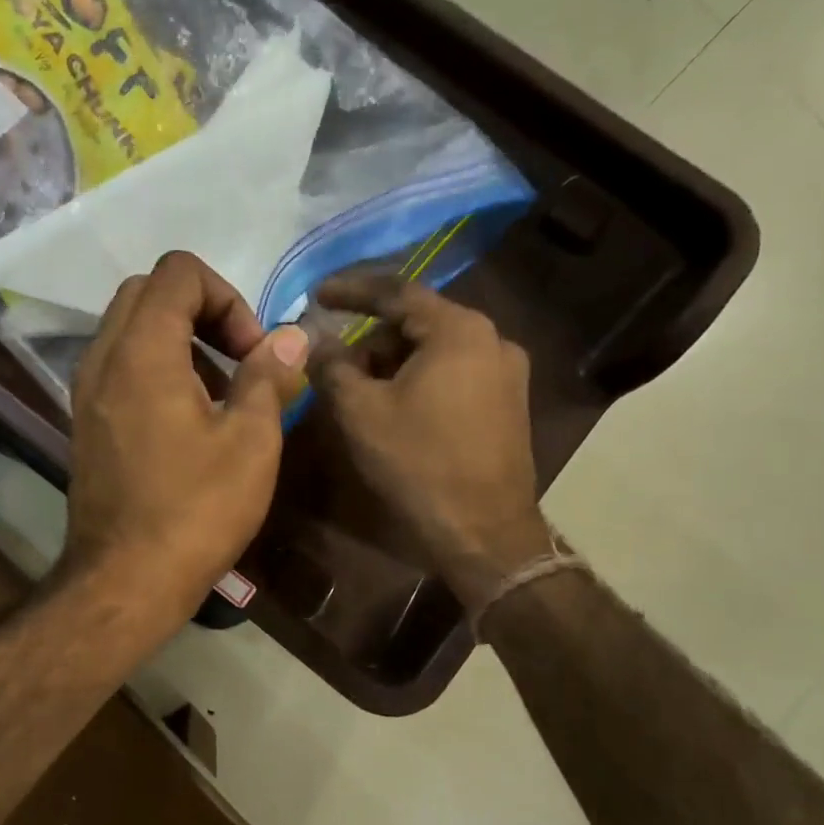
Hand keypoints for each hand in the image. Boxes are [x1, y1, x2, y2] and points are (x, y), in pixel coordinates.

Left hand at [60, 252, 308, 629]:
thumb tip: (292, 337)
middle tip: (238, 360)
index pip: (177, 271)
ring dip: (179, 340)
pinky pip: (119, 366)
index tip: (251, 351)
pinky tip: (188, 419)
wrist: (125, 581)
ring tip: (220, 394)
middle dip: (201, 311)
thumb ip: (269, 377)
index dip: (226, 296)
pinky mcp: (86, 422)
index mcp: (142, 351)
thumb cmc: (195, 511)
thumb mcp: (251, 442)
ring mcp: (86, 392)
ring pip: (130, 329)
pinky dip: (156, 368)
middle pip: (147, 292)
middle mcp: (102, 359)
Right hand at [310, 274, 551, 609]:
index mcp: (459, 330)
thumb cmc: (418, 463)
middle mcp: (492, 340)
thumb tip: (315, 341)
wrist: (484, 533)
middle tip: (334, 365)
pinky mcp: (508, 404)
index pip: (396, 292)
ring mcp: (507, 373)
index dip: (350, 291)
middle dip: (371, 340)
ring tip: (359, 394)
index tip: (316, 294)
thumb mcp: (360, 411)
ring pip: (435, 351)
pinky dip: (418, 381)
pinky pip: (453, 374)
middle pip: (416, 323)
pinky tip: (394, 409)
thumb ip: (331, 366)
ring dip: (393, 363)